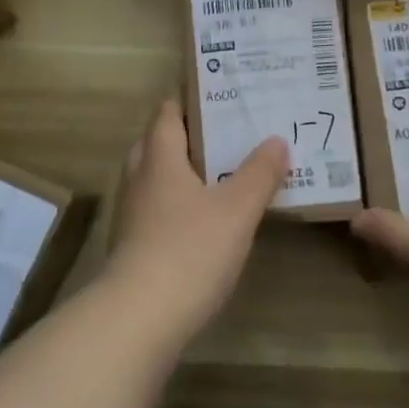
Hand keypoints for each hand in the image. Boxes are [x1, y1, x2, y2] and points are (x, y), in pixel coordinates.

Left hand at [104, 99, 287, 335]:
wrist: (139, 317)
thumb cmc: (190, 250)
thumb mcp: (237, 209)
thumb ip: (260, 173)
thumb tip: (276, 140)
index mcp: (160, 159)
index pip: (167, 113)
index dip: (188, 98)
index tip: (217, 90)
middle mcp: (139, 179)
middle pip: (157, 143)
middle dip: (187, 134)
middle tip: (227, 131)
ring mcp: (132, 215)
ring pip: (155, 178)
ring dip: (183, 170)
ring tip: (222, 171)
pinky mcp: (133, 246)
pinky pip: (156, 208)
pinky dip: (178, 203)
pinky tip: (204, 218)